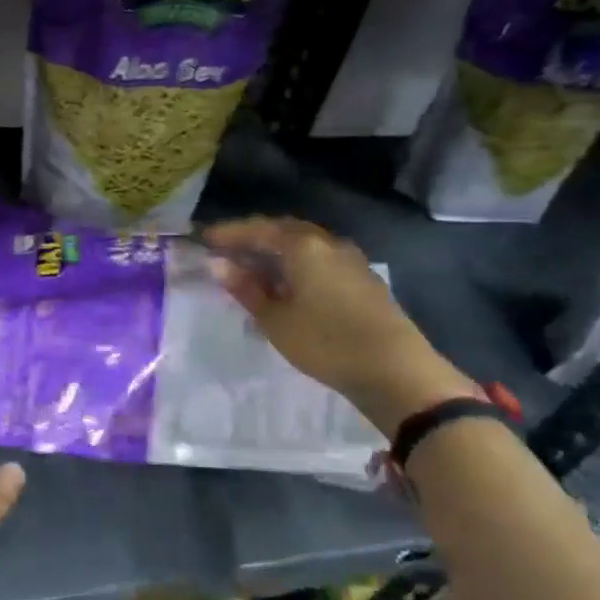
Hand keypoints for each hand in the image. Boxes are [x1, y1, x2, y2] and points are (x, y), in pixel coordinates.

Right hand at [202, 217, 474, 439]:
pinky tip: (287, 284)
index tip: (204, 239)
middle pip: (283, 230)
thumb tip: (219, 264)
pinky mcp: (362, 279)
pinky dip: (296, 264)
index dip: (229, 233)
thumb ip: (246, 289)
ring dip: (276, 252)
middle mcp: (327, 243)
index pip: (257, 229)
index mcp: (303, 246)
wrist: (396, 370)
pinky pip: (319, 259)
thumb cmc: (325, 342)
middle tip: (227, 251)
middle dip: (253, 238)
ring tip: (252, 268)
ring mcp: (349, 259)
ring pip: (304, 245)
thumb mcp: (276, 320)